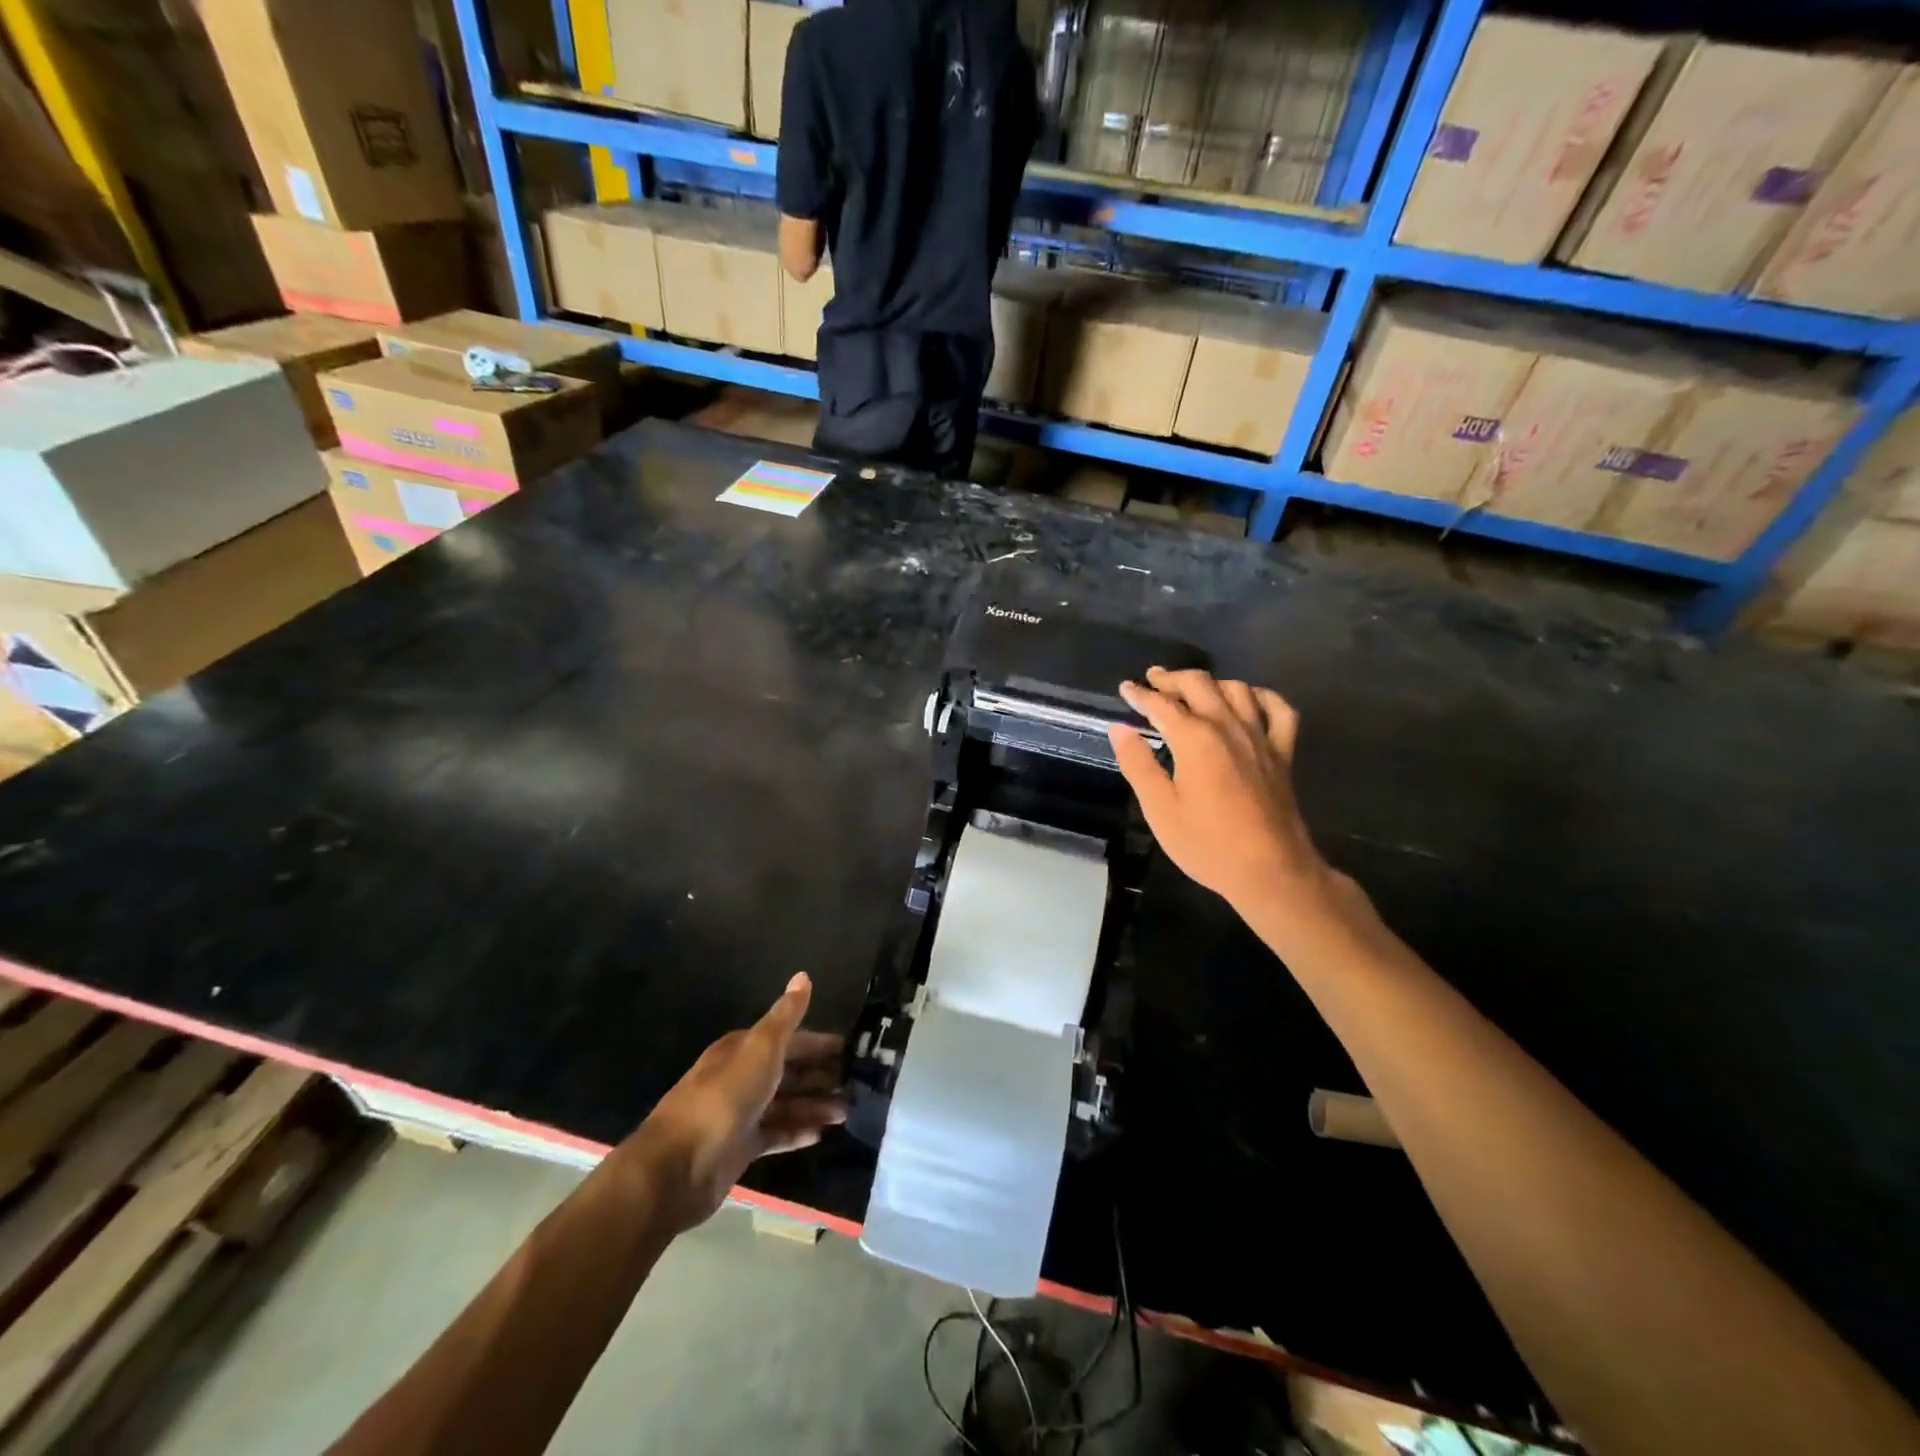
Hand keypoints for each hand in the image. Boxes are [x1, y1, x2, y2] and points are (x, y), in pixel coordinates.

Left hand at [640, 973, 845, 1232]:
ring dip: (815, 1106)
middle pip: (788, 1072)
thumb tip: (803, 975)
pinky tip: (821, 1135)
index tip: (850, 1050)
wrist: (677, 1166)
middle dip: (821, 1076)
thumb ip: (786, 1016)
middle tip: (857, 1084)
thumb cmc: (724, 1098)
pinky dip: (797, 1132)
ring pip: (785, 1104)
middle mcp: (741, 1077)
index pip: (789, 1039)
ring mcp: (740, 1114)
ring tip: (847, 1113)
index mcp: (744, 1049)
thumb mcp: (761, 1049)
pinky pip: (776, 1135)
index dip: (819, 1043)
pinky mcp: (739, 1148)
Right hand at [1109, 667, 1327, 915]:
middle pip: (1199, 684)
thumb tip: (1119, 729)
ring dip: (1211, 682)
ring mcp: (1260, 737)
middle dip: (1172, 678)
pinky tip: (1248, 700)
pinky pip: (1278, 710)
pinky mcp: (1282, 753)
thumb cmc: (1207, 844)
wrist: (1270, 870)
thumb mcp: (1160, 809)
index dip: (1140, 694)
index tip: (1125, 688)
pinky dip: (1261, 697)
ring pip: (1237, 689)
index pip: (1161, 705)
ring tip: (1192, 689)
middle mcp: (1228, 727)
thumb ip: (1138, 764)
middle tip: (1153, 679)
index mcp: (1195, 739)